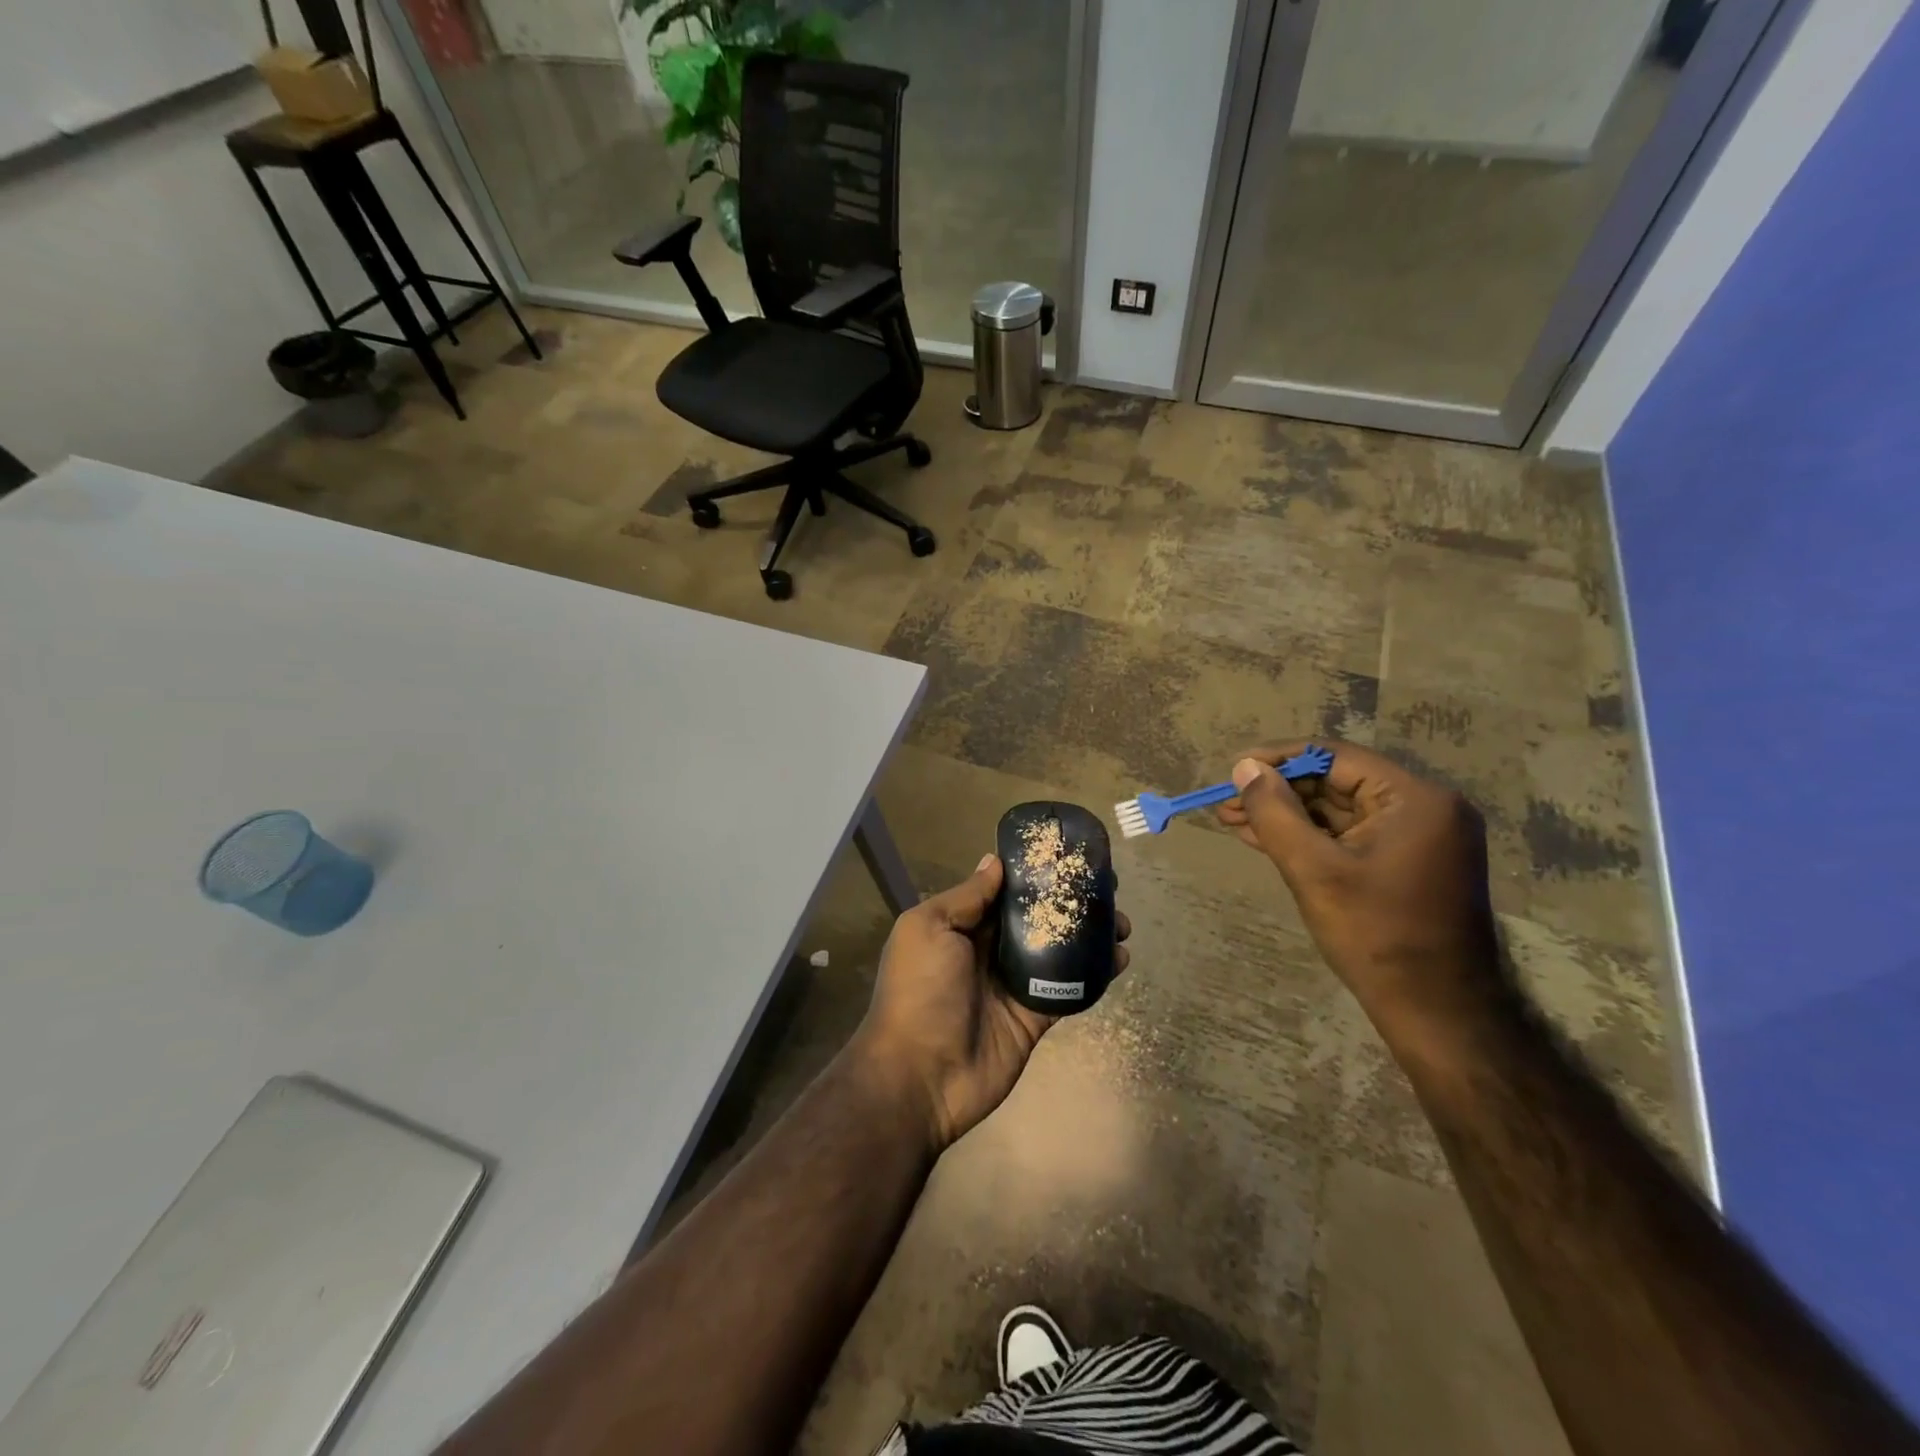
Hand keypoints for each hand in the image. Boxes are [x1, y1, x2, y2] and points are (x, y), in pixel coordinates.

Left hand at [855, 853, 1130, 1152]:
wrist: (921, 1076)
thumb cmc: (919, 990)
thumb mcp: (929, 928)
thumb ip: (966, 897)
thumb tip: (994, 861)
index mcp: (961, 926)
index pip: (1003, 892)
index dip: (1034, 874)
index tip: (1068, 856)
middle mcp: (989, 950)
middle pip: (1036, 918)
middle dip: (1069, 901)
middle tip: (1108, 887)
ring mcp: (1014, 984)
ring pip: (1058, 950)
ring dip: (1089, 935)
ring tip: (1121, 922)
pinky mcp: (1035, 1016)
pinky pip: (1069, 988)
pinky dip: (1095, 974)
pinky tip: (1120, 958)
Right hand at [1218, 740, 1499, 1027]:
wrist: (1436, 1013)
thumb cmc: (1376, 936)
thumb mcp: (1313, 870)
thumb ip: (1275, 813)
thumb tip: (1244, 768)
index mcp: (1416, 799)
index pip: (1336, 757)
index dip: (1279, 759)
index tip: (1233, 770)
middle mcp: (1425, 808)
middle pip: (1337, 782)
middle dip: (1278, 792)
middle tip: (1227, 803)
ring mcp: (1419, 837)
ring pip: (1339, 811)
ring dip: (1287, 815)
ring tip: (1233, 820)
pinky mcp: (1408, 862)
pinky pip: (1351, 836)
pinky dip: (1309, 836)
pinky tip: (1264, 838)